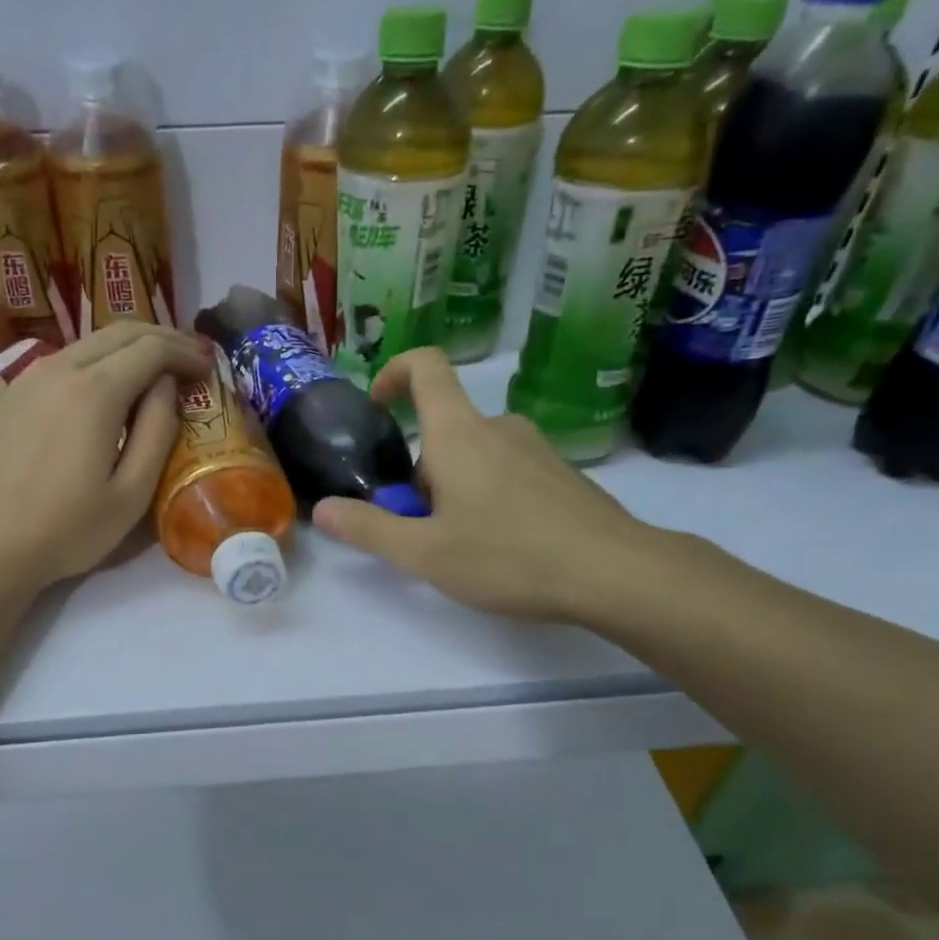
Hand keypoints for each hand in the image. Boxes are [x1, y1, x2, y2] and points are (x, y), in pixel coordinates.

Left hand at [0, 322, 210, 597]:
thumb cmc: (69, 529)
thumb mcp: (132, 493)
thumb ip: (157, 431)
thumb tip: (166, 386)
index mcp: (95, 392)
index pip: (151, 348)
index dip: (185, 352)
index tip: (208, 369)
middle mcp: (61, 369)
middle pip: (121, 332)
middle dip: (162, 339)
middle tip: (191, 361)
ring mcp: (31, 377)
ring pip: (92, 342)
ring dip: (131, 348)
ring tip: (158, 373)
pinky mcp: (15, 392)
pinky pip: (67, 359)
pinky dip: (101, 361)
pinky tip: (111, 387)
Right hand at [312, 348, 667, 625]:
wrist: (615, 572)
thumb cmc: (508, 556)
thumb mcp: (425, 553)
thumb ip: (370, 529)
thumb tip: (323, 509)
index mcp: (459, 433)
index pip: (426, 367)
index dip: (394, 373)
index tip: (377, 406)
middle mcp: (498, 427)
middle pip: (443, 430)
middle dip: (421, 473)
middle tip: (421, 531)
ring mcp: (536, 449)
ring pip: (475, 456)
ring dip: (454, 489)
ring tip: (461, 547)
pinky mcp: (562, 474)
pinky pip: (508, 472)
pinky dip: (489, 497)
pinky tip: (503, 548)